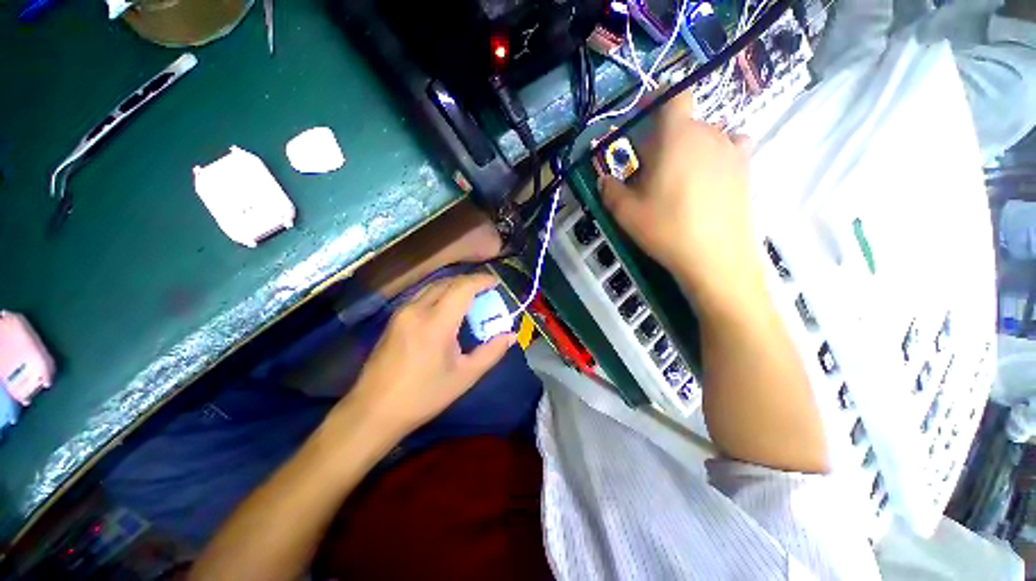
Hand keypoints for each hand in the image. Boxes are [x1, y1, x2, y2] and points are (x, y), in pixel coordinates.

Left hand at [337, 273, 515, 440]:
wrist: (374, 411)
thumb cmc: (424, 395)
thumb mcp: (465, 376)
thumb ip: (491, 352)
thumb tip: (511, 336)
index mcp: (436, 323)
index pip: (462, 288)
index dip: (481, 280)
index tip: (496, 282)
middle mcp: (416, 310)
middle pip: (447, 282)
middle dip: (469, 282)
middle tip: (486, 292)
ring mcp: (402, 313)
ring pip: (433, 287)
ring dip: (454, 287)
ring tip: (470, 299)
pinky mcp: (394, 319)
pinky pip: (422, 296)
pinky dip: (440, 295)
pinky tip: (447, 310)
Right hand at [599, 92, 758, 295]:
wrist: (716, 258)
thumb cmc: (666, 229)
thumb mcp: (625, 212)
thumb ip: (610, 189)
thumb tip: (605, 179)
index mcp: (676, 135)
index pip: (672, 94)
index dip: (655, 99)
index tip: (641, 118)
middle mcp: (708, 132)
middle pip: (682, 122)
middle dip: (662, 138)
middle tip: (649, 170)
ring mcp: (731, 149)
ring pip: (702, 136)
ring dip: (685, 149)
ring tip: (676, 181)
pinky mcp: (746, 168)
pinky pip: (728, 147)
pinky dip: (713, 154)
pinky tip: (706, 177)